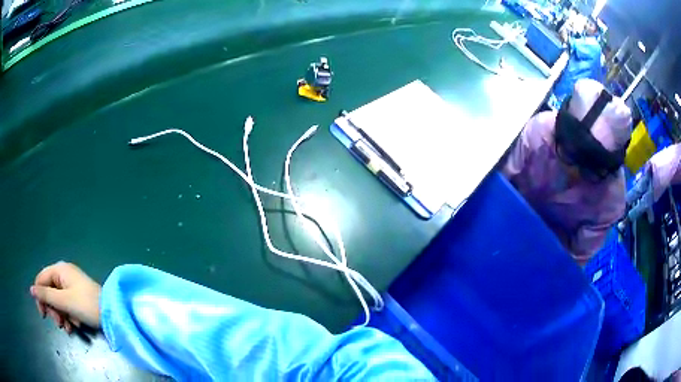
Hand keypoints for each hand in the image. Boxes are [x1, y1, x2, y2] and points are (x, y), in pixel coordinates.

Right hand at [30, 262, 101, 332]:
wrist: (112, 313)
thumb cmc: (86, 305)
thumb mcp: (64, 301)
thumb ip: (46, 295)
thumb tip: (31, 289)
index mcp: (59, 270)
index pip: (41, 280)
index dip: (39, 297)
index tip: (43, 315)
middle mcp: (64, 275)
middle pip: (49, 292)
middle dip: (53, 310)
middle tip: (59, 323)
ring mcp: (72, 287)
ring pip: (58, 302)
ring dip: (61, 316)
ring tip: (68, 328)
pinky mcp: (79, 299)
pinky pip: (68, 307)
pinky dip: (69, 317)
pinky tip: (74, 326)